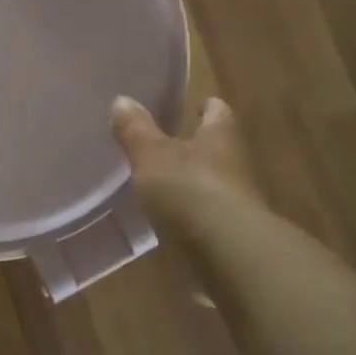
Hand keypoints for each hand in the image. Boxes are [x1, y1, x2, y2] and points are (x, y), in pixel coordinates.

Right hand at [111, 94, 261, 226]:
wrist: (227, 255)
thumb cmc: (189, 189)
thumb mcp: (151, 155)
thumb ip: (136, 130)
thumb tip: (122, 99)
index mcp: (219, 136)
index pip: (217, 111)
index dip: (205, 106)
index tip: (192, 104)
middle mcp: (233, 165)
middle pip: (215, 148)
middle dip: (193, 146)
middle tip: (163, 144)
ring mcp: (234, 203)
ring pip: (210, 184)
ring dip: (189, 183)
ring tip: (158, 183)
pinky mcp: (226, 237)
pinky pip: (204, 219)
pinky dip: (188, 218)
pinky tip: (166, 222)